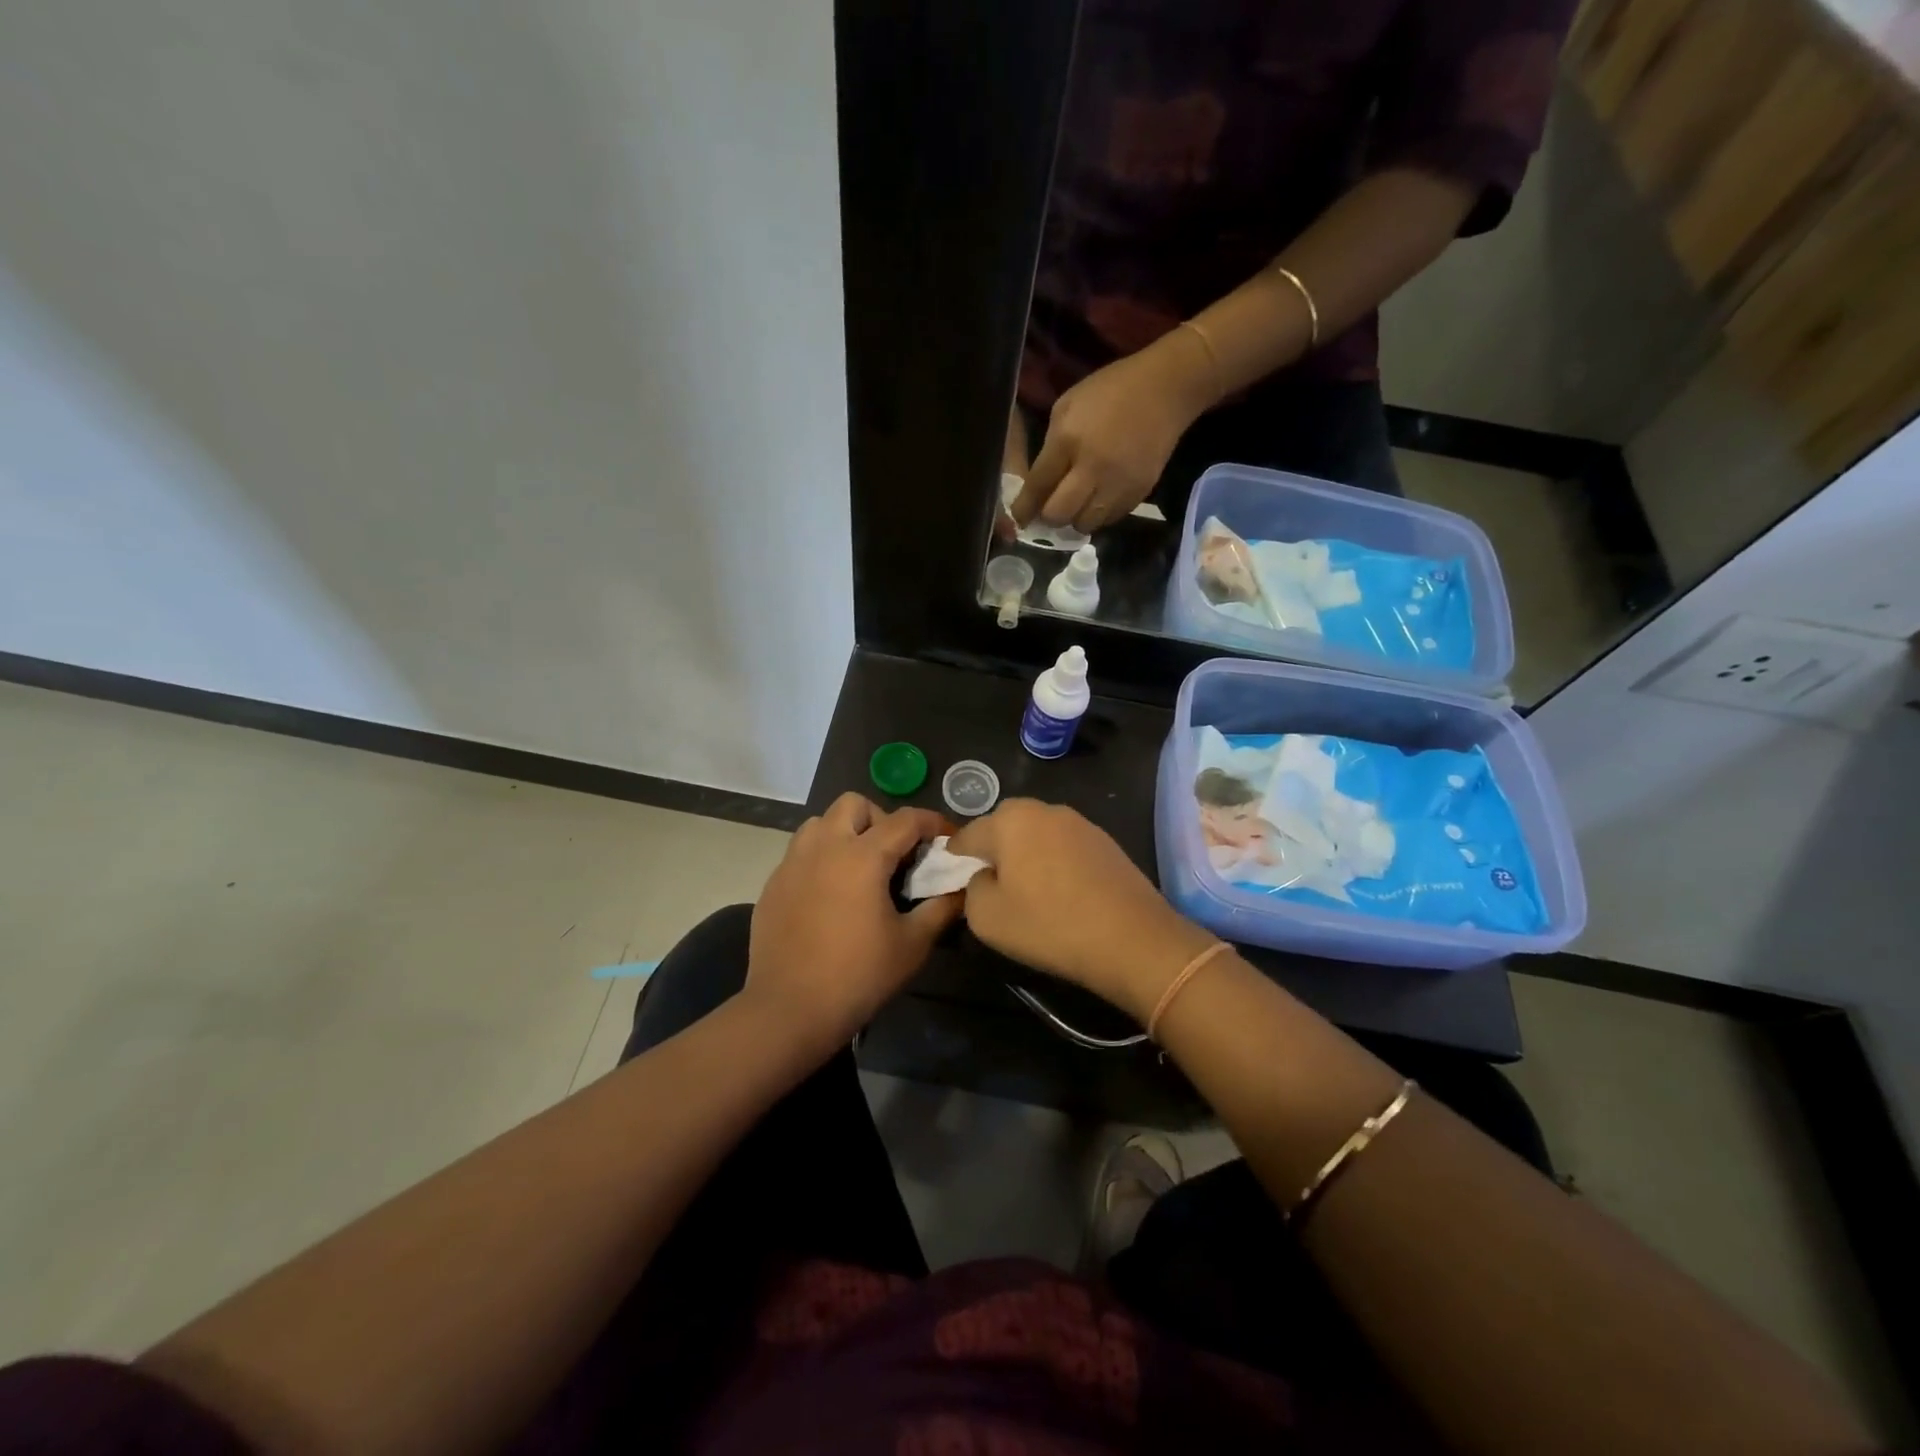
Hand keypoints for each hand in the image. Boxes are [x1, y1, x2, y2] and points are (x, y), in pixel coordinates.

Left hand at [746, 794, 961, 1060]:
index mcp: (862, 856)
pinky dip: (820, 858)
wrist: (789, 1010)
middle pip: (854, 804)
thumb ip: (941, 908)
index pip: (906, 819)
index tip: (948, 838)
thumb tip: (962, 888)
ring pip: (820, 822)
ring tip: (859, 867)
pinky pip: (800, 852)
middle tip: (895, 854)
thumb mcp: (912, 944)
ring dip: (845, 832)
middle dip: (881, 819)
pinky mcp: (773, 884)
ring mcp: (792, 863)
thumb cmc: (858, 976)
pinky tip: (830, 895)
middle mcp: (825, 847)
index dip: (933, 823)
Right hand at [948, 800, 1217, 1023]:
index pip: (967, 835)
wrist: (1132, 938)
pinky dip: (1055, 862)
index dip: (955, 859)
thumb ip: (971, 890)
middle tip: (994, 887)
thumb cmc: (1050, 925)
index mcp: (1009, 820)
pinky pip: (1064, 846)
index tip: (954, 883)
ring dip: (1027, 854)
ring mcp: (1078, 822)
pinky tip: (1062, 893)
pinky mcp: (1104, 840)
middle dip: (993, 851)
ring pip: (1036, 834)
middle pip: (1003, 826)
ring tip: (1030, 891)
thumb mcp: (987, 918)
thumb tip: (983, 878)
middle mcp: (1043, 809)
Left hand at [1010, 334, 1214, 533]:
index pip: (1038, 486)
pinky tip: (1099, 498)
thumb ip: (1051, 447)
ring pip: (1085, 524)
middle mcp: (1092, 469)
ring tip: (1077, 503)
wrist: (1165, 390)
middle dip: (1049, 516)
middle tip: (1049, 508)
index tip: (1018, 518)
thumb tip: (1040, 484)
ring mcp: (1118, 484)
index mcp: (1068, 441)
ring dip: (1075, 518)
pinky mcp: (1139, 493)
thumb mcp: (1067, 407)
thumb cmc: (1109, 391)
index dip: (1024, 508)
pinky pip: (1110, 519)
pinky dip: (1099, 514)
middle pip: (1059, 514)